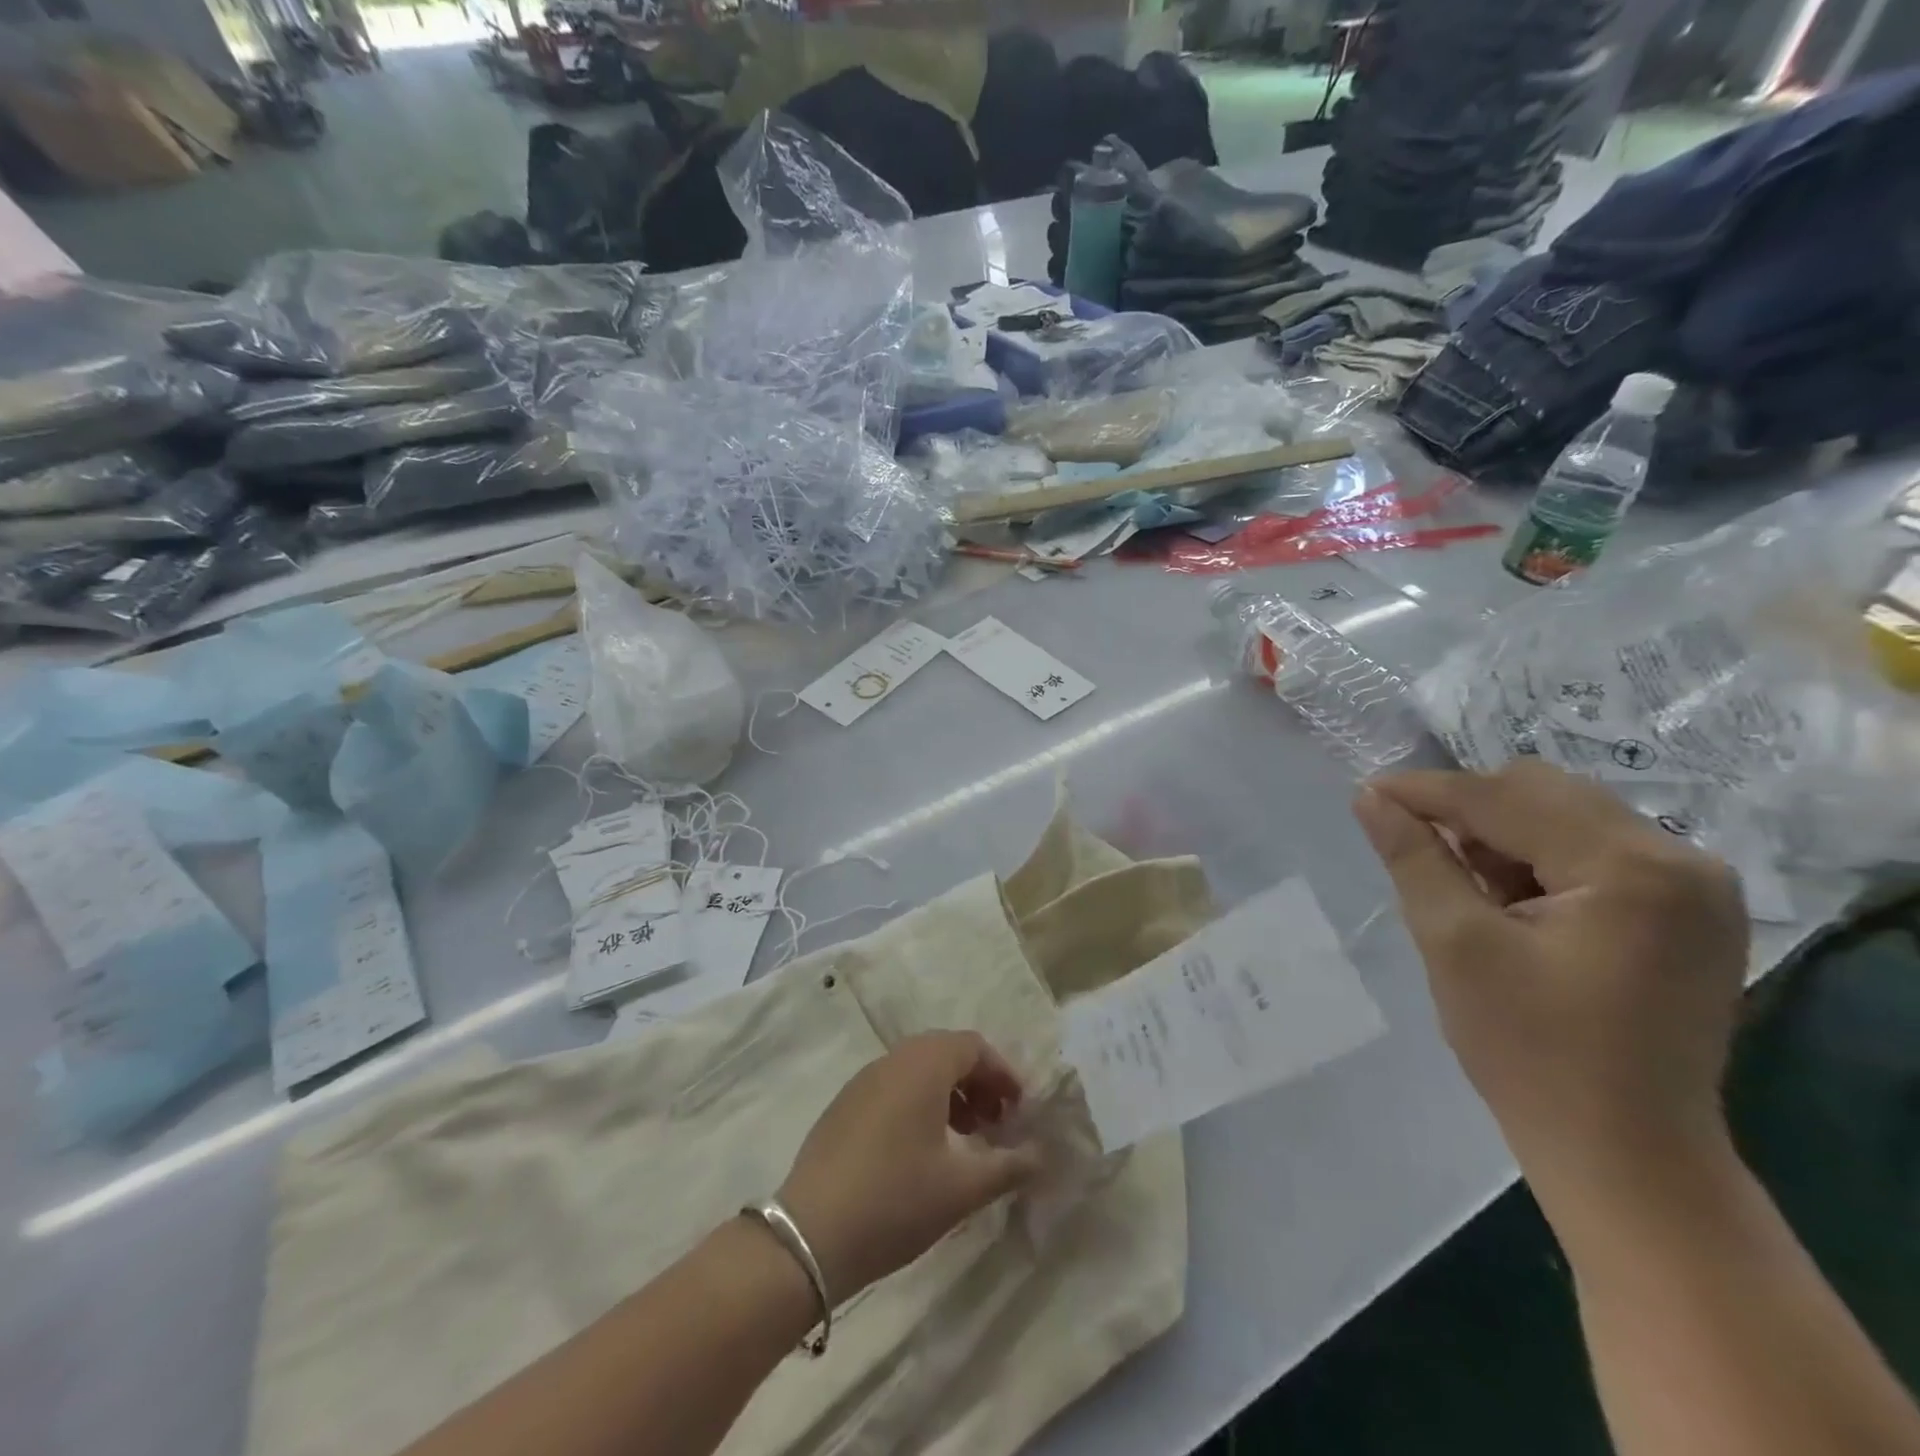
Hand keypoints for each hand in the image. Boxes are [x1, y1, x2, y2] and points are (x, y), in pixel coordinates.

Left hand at [777, 1031, 1041, 1303]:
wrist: (810, 1235)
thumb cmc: (896, 1200)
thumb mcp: (963, 1188)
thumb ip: (1009, 1166)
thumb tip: (1042, 1155)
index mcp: (923, 1065)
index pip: (973, 1046)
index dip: (1002, 1073)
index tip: (1019, 1111)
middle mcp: (892, 1061)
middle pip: (946, 1052)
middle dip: (977, 1083)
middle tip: (995, 1124)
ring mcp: (863, 1081)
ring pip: (918, 1070)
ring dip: (949, 1094)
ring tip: (964, 1139)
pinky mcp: (844, 1106)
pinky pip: (893, 1087)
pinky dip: (919, 1104)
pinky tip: (923, 1151)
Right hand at [1353, 761, 1749, 1207]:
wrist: (1625, 1155)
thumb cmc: (1530, 1052)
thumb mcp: (1455, 944)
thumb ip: (1414, 858)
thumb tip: (1369, 797)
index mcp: (1631, 868)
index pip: (1506, 797)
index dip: (1427, 791)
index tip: (1365, 792)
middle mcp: (1682, 860)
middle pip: (1545, 794)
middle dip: (1468, 810)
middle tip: (1414, 845)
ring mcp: (1696, 887)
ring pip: (1567, 817)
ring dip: (1502, 834)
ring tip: (1463, 884)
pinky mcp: (1688, 911)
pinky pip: (1593, 850)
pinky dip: (1537, 859)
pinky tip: (1508, 900)